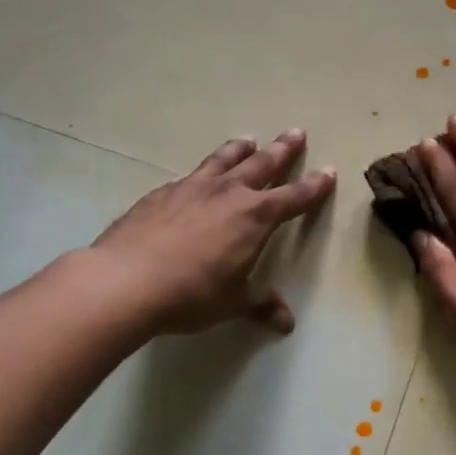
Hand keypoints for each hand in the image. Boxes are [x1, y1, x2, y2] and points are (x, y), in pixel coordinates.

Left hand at [91, 129, 335, 336]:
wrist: (127, 280)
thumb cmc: (191, 294)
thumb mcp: (232, 303)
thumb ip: (260, 304)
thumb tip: (286, 322)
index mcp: (255, 217)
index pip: (294, 197)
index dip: (314, 186)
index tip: (328, 171)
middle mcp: (228, 193)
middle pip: (262, 164)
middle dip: (282, 150)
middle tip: (296, 132)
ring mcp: (192, 188)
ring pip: (223, 160)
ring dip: (239, 149)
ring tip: (248, 140)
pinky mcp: (161, 193)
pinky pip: (189, 177)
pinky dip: (201, 173)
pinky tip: (195, 180)